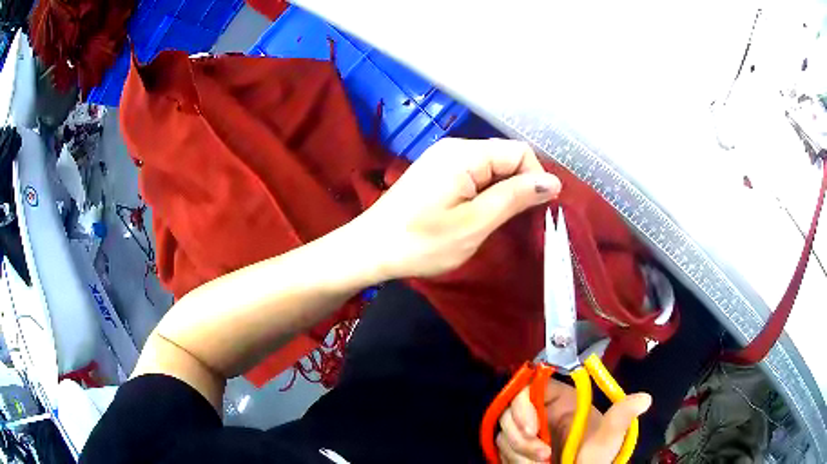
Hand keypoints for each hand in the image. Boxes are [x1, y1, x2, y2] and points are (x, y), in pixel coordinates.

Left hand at [357, 138, 559, 278]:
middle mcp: (454, 147)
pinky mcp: (436, 172)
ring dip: (502, 192)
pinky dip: (484, 193)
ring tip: (494, 222)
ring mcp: (442, 158)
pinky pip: (473, 174)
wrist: (369, 249)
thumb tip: (552, 182)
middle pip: (505, 157)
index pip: (519, 152)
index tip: (534, 212)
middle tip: (513, 222)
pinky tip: (477, 215)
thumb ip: (514, 198)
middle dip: (518, 186)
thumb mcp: (474, 224)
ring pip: (491, 167)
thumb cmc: (420, 243)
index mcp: (464, 154)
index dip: (535, 179)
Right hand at [497, 379, 650, 462]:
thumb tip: (646, 398)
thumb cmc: (592, 460)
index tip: (532, 430)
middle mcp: (541, 412)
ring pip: (505, 430)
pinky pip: (501, 446)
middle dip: (521, 436)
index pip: (530, 387)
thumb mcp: (604, 443)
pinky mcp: (515, 446)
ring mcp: (527, 429)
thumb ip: (618, 421)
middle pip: (511, 409)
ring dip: (516, 451)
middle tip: (540, 456)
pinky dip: (511, 458)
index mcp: (562, 402)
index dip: (523, 405)